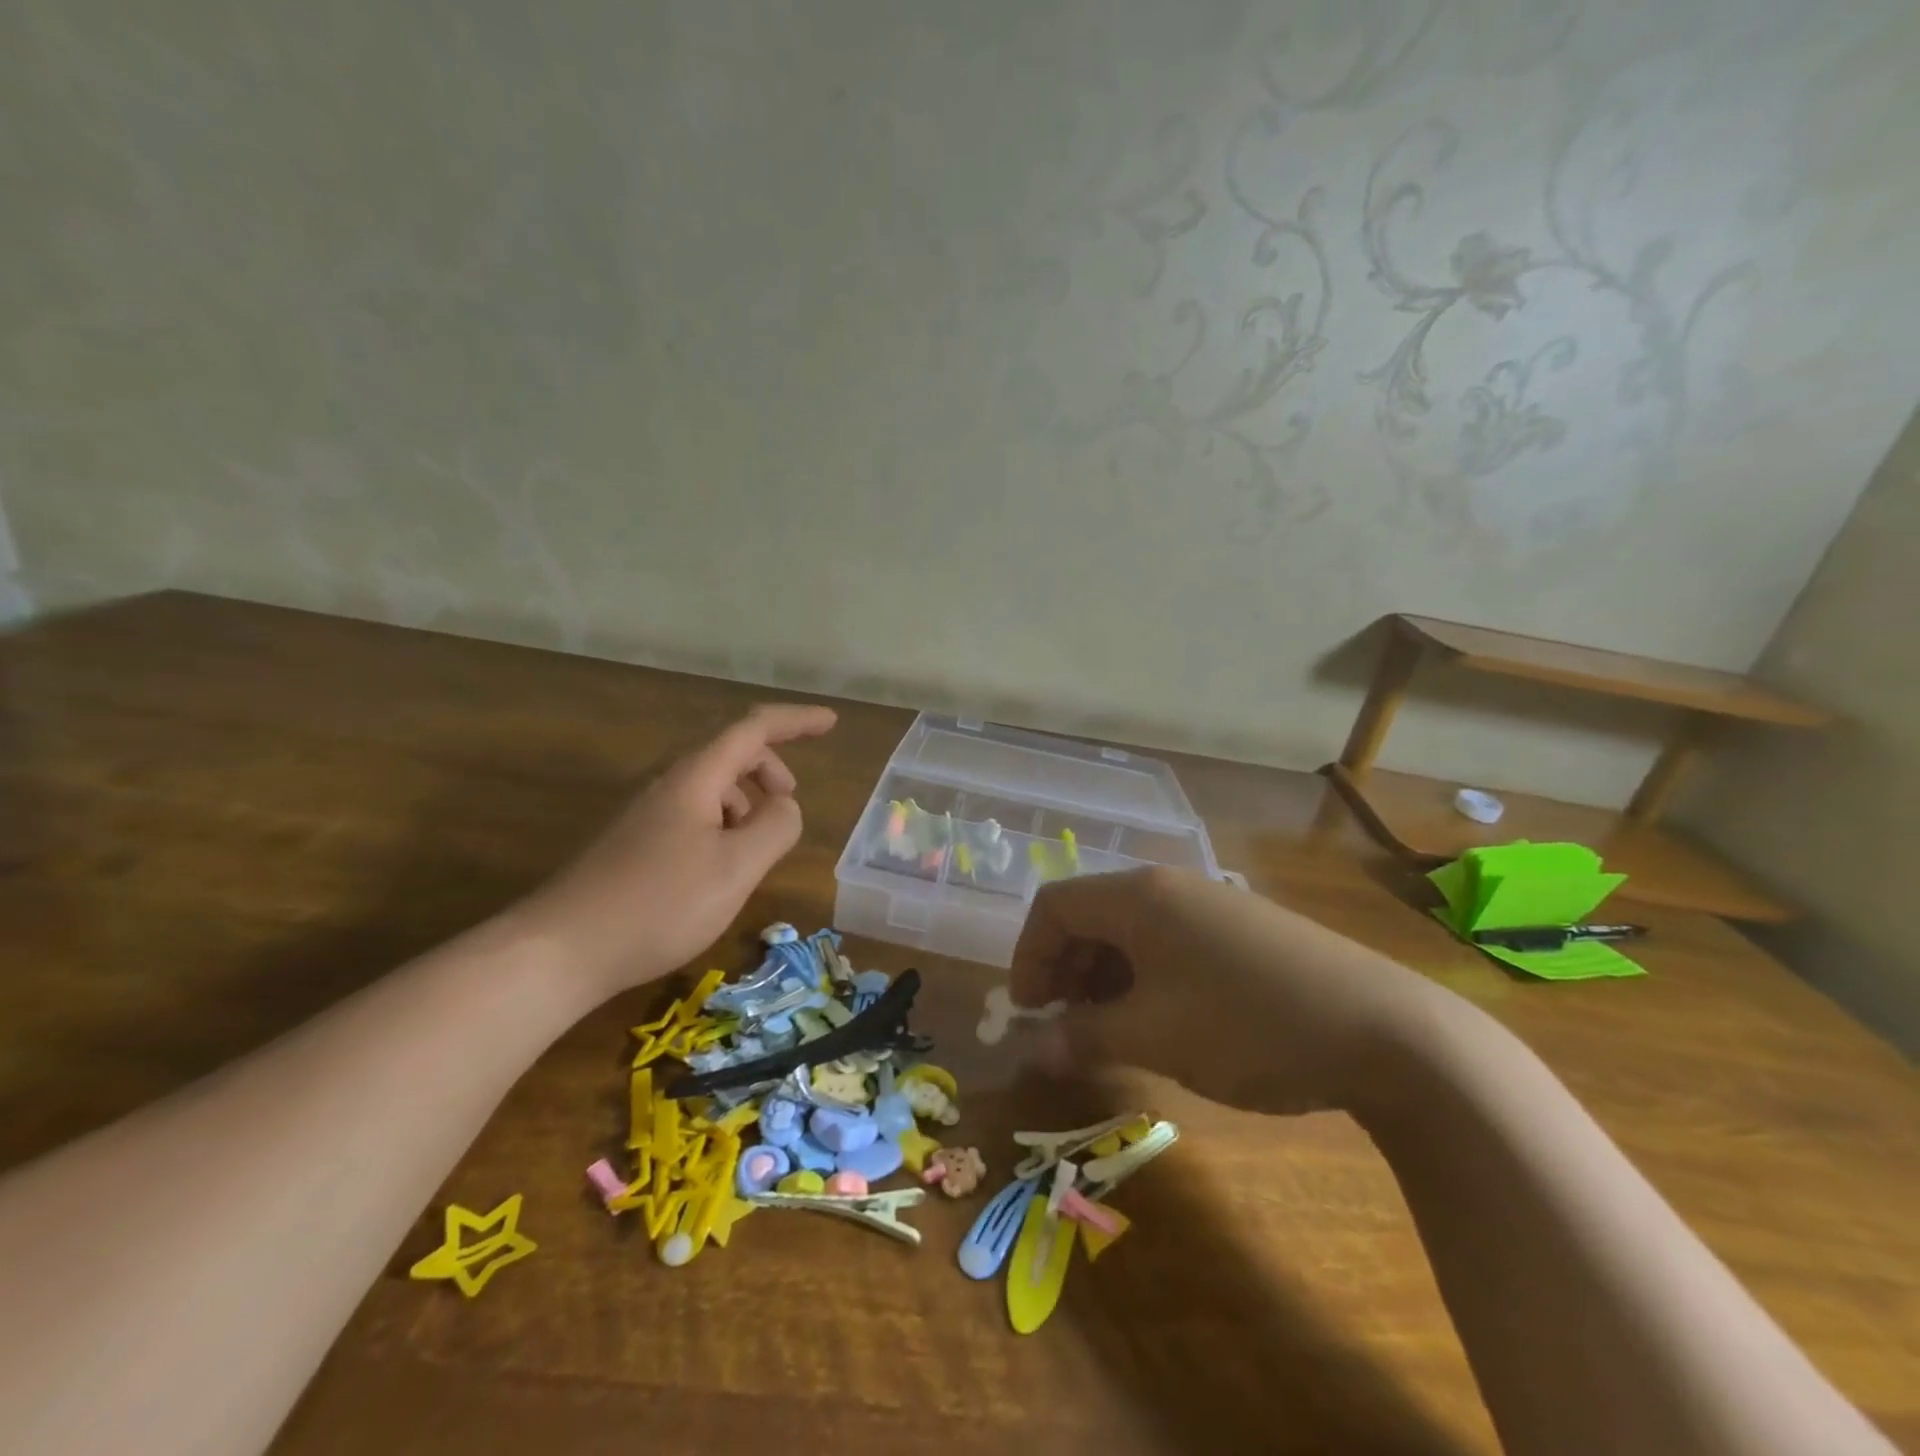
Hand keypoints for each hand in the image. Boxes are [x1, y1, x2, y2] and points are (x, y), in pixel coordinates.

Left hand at [514, 704, 836, 1000]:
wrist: (561, 950)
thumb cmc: (659, 904)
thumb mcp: (736, 868)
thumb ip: (775, 827)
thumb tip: (784, 806)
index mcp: (694, 778)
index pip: (753, 728)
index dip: (796, 721)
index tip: (831, 722)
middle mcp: (667, 784)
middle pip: (729, 752)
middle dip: (770, 766)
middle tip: (790, 802)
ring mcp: (645, 813)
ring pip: (710, 786)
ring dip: (745, 800)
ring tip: (757, 844)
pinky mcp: (633, 842)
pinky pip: (691, 813)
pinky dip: (721, 824)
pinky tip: (720, 867)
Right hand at [1008, 867, 1436, 1115]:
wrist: (1387, 1031)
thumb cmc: (1248, 1025)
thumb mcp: (1154, 1037)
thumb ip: (1084, 1038)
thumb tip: (1034, 1050)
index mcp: (1139, 896)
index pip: (1054, 906)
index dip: (1028, 957)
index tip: (1030, 1013)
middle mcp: (1170, 887)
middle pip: (1090, 915)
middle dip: (1064, 970)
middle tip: (1066, 1026)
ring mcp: (1211, 905)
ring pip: (1131, 931)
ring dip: (1105, 978)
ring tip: (1112, 1031)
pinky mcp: (1243, 930)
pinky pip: (1170, 943)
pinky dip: (1146, 978)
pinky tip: (1165, 1022)